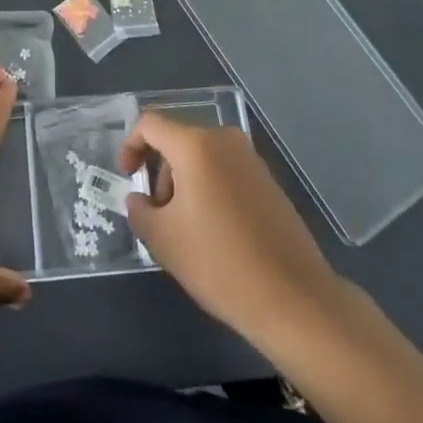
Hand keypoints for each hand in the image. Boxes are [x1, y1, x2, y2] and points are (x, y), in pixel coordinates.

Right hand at [120, 112, 342, 345]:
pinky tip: (214, 234)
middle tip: (158, 216)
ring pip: (202, 157)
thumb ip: (140, 211)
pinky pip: (226, 172)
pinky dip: (209, 190)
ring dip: (184, 184)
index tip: (129, 179)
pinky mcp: (269, 181)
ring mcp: (251, 160)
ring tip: (186, 231)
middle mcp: (225, 141)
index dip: (131, 146)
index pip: (150, 124)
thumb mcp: (164, 240)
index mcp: (196, 145)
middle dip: (160, 173)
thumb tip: (139, 200)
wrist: (294, 298)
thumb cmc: (220, 263)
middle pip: (178, 141)